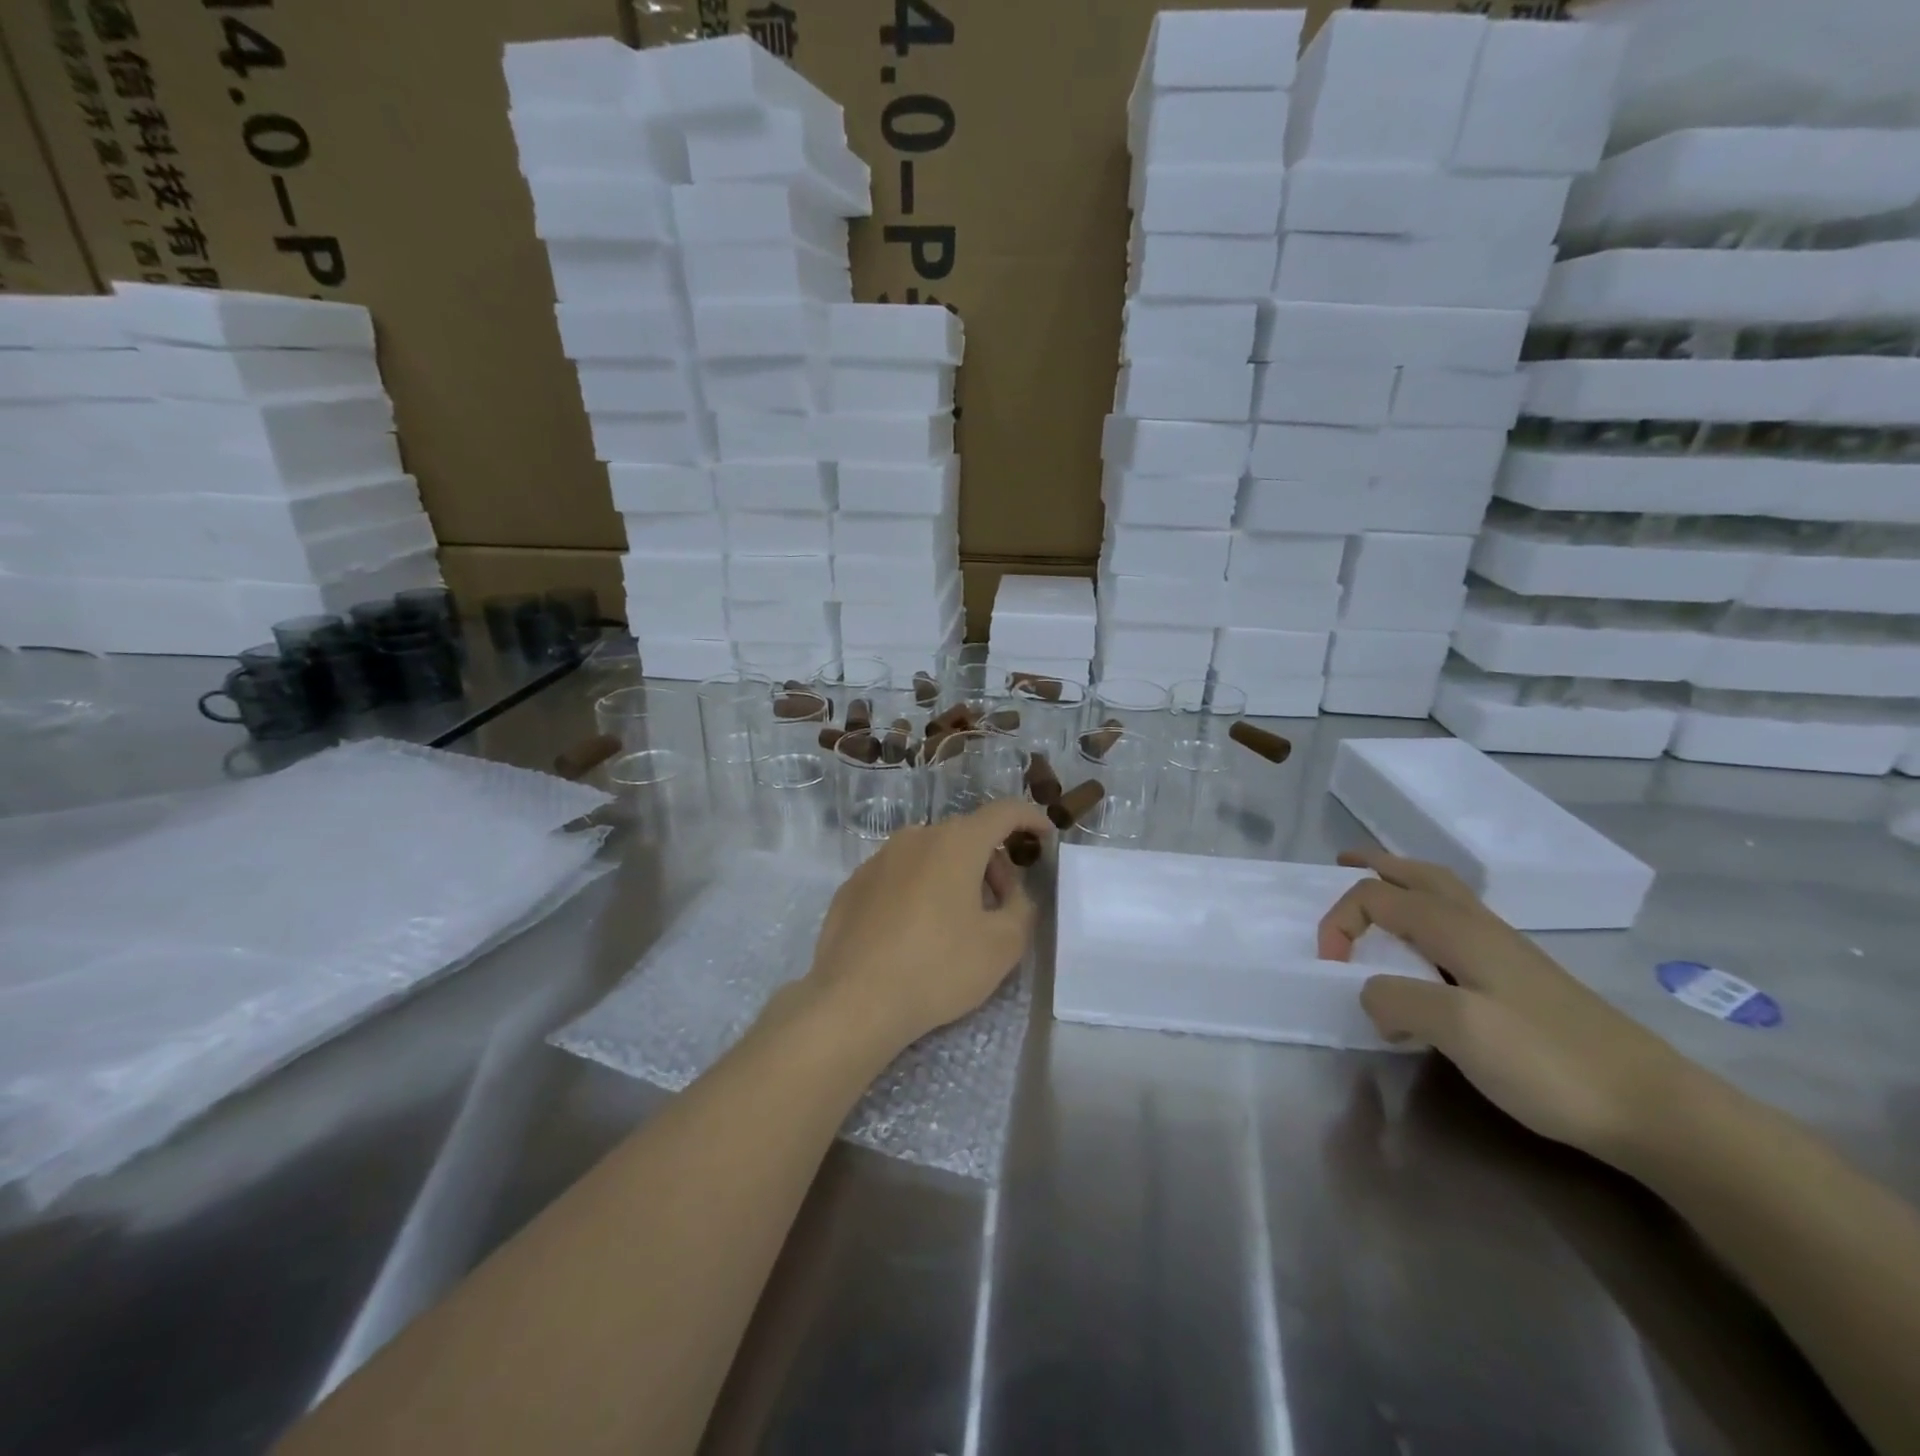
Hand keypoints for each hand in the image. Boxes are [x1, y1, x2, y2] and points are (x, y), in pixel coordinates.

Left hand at [802, 800, 1051, 1055]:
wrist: (854, 1001)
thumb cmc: (938, 968)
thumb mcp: (1003, 945)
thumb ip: (1021, 907)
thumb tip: (1011, 892)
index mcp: (956, 842)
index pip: (1004, 812)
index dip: (1030, 819)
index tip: (1045, 837)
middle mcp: (915, 837)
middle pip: (966, 836)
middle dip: (992, 862)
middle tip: (1002, 905)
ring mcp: (878, 859)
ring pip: (930, 855)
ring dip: (954, 876)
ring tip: (958, 924)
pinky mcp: (853, 885)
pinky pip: (899, 876)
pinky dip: (918, 891)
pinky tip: (914, 933)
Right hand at [1319, 849, 1693, 1166]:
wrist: (1654, 1110)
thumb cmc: (1549, 1062)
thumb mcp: (1459, 1030)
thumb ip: (1398, 999)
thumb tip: (1370, 993)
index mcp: (1458, 929)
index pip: (1377, 897)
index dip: (1339, 922)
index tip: (1330, 969)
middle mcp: (1481, 928)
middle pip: (1419, 875)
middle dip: (1376, 866)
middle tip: (1339, 865)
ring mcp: (1506, 953)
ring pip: (1443, 897)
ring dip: (1401, 886)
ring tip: (1376, 896)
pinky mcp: (1522, 981)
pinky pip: (1459, 927)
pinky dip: (1425, 918)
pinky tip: (1425, 953)